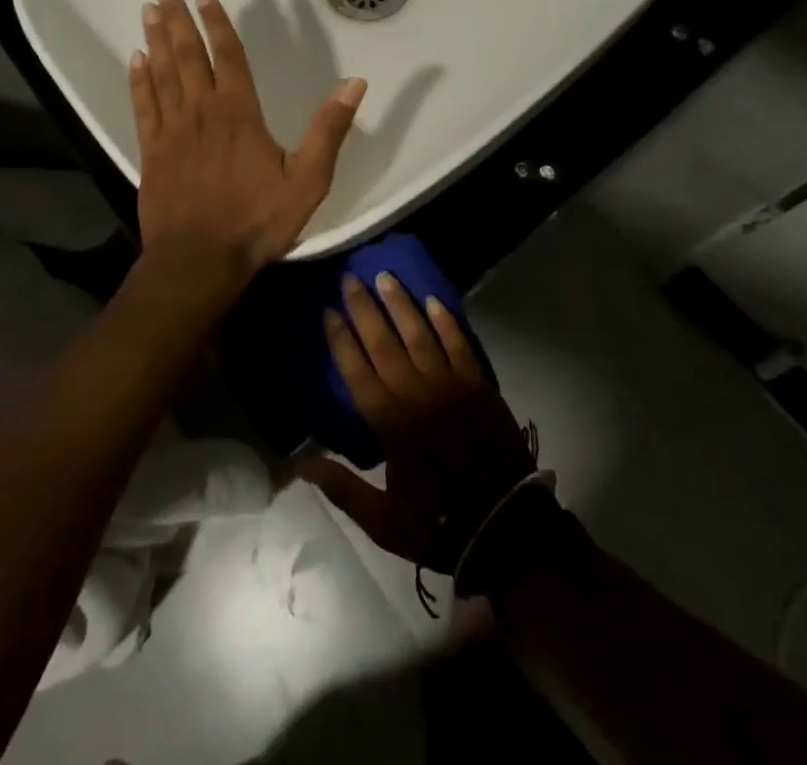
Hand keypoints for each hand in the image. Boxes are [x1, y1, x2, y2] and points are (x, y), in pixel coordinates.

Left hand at [129, 0, 365, 287]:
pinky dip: (138, 80)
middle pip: (186, 54)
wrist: (198, 261)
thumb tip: (355, 84)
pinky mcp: (151, 151)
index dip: (216, 21)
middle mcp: (201, 111)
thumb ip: (329, 131)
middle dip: (177, 17)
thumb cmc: (256, 220)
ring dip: (154, 39)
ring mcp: (171, 130)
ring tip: (149, 8)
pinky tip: (134, 59)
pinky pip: (142, 106)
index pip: (227, 54)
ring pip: (161, 73)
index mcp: (238, 112)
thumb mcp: (307, 181)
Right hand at [299, 273, 535, 572]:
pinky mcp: (478, 386)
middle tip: (350, 278)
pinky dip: (445, 322)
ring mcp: (449, 385)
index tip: (329, 312)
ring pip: (419, 334)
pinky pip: (458, 345)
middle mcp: (415, 394)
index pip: (357, 371)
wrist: (505, 529)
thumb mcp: (382, 520)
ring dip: (400, 304)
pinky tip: (432, 301)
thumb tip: (302, 462)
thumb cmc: (437, 523)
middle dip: (364, 308)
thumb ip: (342, 487)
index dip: (341, 340)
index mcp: (390, 423)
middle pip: (384, 342)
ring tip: (385, 276)